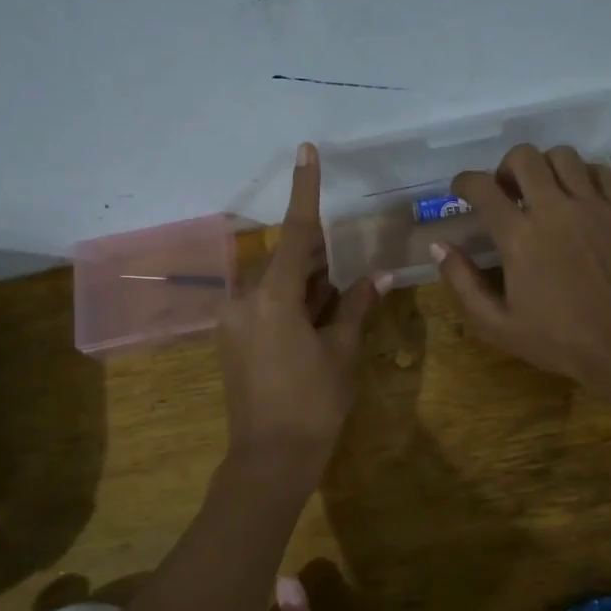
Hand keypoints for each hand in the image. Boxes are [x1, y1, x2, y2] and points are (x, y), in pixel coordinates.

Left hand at [218, 143, 381, 464]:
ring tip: (335, 306)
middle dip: (318, 260)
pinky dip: (291, 304)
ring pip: (276, 284)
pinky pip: (264, 304)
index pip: (295, 233)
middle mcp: (244, 301)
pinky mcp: (232, 339)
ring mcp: (234, 321)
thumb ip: (355, 307)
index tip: (306, 151)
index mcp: (272, 299)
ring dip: (306, 285)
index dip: (305, 190)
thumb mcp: (341, 353)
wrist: (269, 459)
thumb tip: (378, 276)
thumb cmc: (313, 404)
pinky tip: (314, 325)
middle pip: (287, 261)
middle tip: (348, 274)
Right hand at [432, 145, 610, 389]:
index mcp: (519, 237)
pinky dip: (583, 175)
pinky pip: (600, 171)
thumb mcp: (497, 325)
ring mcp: (594, 205)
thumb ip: (462, 283)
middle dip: (505, 167)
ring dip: (545, 166)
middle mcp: (555, 209)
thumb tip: (440, 247)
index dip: (464, 182)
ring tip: (544, 191)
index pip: (482, 187)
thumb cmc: (559, 340)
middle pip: (524, 157)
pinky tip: (579, 197)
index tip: (461, 191)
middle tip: (506, 192)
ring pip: (564, 155)